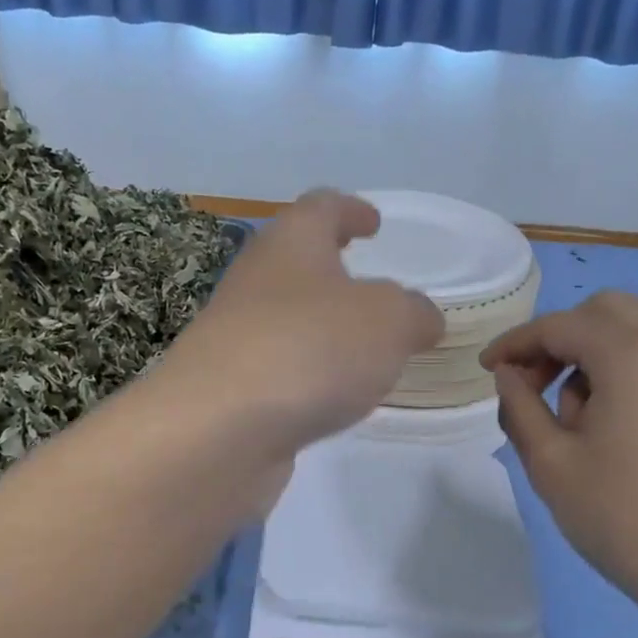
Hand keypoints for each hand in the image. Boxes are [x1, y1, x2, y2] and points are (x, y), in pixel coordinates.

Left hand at [161, 190, 444, 458]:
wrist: (217, 429)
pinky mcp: (228, 388)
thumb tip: (420, 318)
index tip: (373, 223)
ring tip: (362, 350)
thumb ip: (413, 313)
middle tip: (371, 289)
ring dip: (321, 327)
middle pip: (295, 262)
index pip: (320, 208)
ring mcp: (235, 336)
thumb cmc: (310, 349)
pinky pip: (278, 368)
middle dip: (333, 271)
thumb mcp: (388, 321)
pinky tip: (331, 397)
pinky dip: (307, 373)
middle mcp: (256, 282)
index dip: (350, 209)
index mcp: (291, 244)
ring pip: (286, 318)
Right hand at [481, 292, 637, 627]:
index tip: (485, 370)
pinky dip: (620, 374)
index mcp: (633, 354)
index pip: (559, 325)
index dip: (515, 343)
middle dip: (557, 339)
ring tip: (569, 423)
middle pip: (604, 312)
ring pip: (632, 335)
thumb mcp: (551, 462)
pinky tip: (606, 429)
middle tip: (530, 384)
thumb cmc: (625, 516)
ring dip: (589, 359)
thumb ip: (519, 406)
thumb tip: (509, 375)